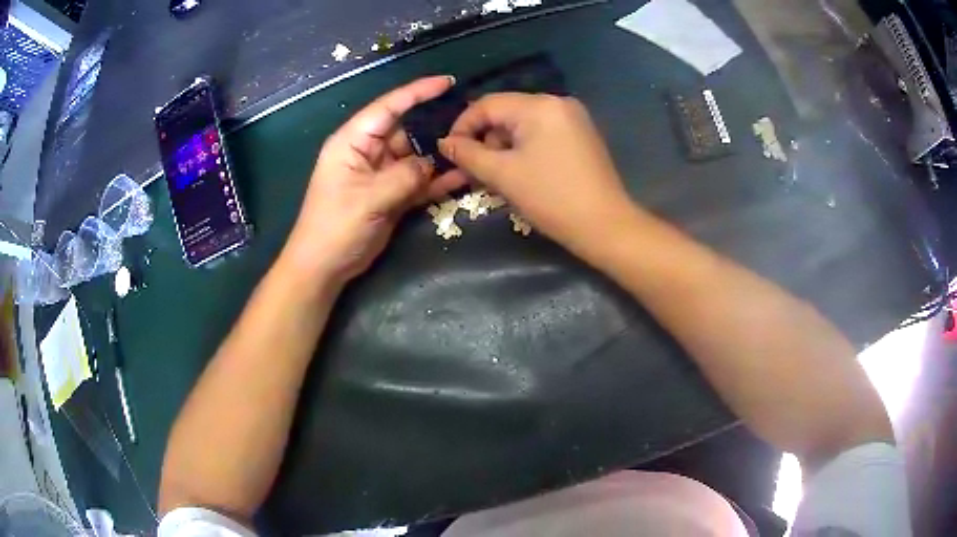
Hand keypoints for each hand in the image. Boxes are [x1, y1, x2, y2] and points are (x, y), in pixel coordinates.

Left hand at [280, 76, 466, 285]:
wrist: (325, 266)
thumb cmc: (336, 227)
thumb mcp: (369, 198)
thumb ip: (404, 175)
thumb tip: (430, 163)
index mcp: (353, 142)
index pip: (388, 107)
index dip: (417, 92)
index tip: (446, 82)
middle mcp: (367, 152)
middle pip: (405, 132)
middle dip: (432, 130)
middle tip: (467, 129)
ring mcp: (379, 174)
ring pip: (414, 158)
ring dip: (438, 159)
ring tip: (470, 154)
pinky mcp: (389, 195)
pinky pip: (417, 182)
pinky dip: (435, 182)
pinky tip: (461, 178)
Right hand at [439, 93, 637, 257]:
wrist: (605, 226)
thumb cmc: (551, 198)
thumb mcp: (502, 175)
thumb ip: (468, 154)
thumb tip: (444, 142)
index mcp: (539, 106)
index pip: (487, 105)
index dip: (462, 126)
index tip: (448, 152)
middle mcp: (558, 102)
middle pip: (506, 113)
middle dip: (484, 139)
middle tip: (472, 169)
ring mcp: (573, 118)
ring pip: (523, 124)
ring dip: (503, 146)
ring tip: (495, 176)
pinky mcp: (581, 134)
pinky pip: (541, 133)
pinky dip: (524, 149)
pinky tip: (519, 172)